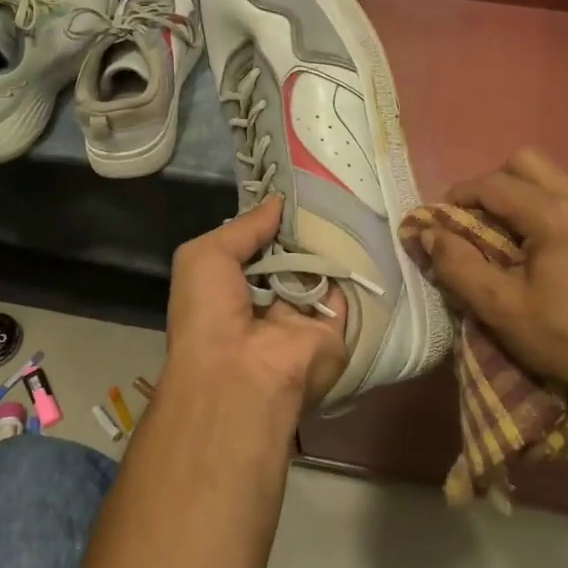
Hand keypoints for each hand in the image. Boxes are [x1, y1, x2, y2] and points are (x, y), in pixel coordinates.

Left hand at [162, 196, 348, 426]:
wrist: (241, 376)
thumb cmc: (210, 314)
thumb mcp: (205, 256)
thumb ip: (243, 226)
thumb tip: (278, 201)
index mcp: (230, 291)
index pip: (255, 250)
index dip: (270, 223)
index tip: (293, 191)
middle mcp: (266, 306)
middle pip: (290, 260)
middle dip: (302, 232)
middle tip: (326, 192)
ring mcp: (301, 320)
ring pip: (319, 274)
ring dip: (329, 246)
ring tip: (346, 204)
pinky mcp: (333, 333)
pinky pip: (346, 295)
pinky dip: (352, 270)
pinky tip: (362, 234)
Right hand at [423, 149, 567, 415]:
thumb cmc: (564, 339)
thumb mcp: (500, 309)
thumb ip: (458, 266)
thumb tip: (428, 233)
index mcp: (554, 215)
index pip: (494, 184)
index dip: (459, 197)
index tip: (441, 219)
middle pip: (526, 163)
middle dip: (493, 185)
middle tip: (477, 222)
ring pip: (552, 177)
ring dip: (521, 195)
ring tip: (508, 236)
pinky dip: (548, 208)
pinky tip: (544, 249)